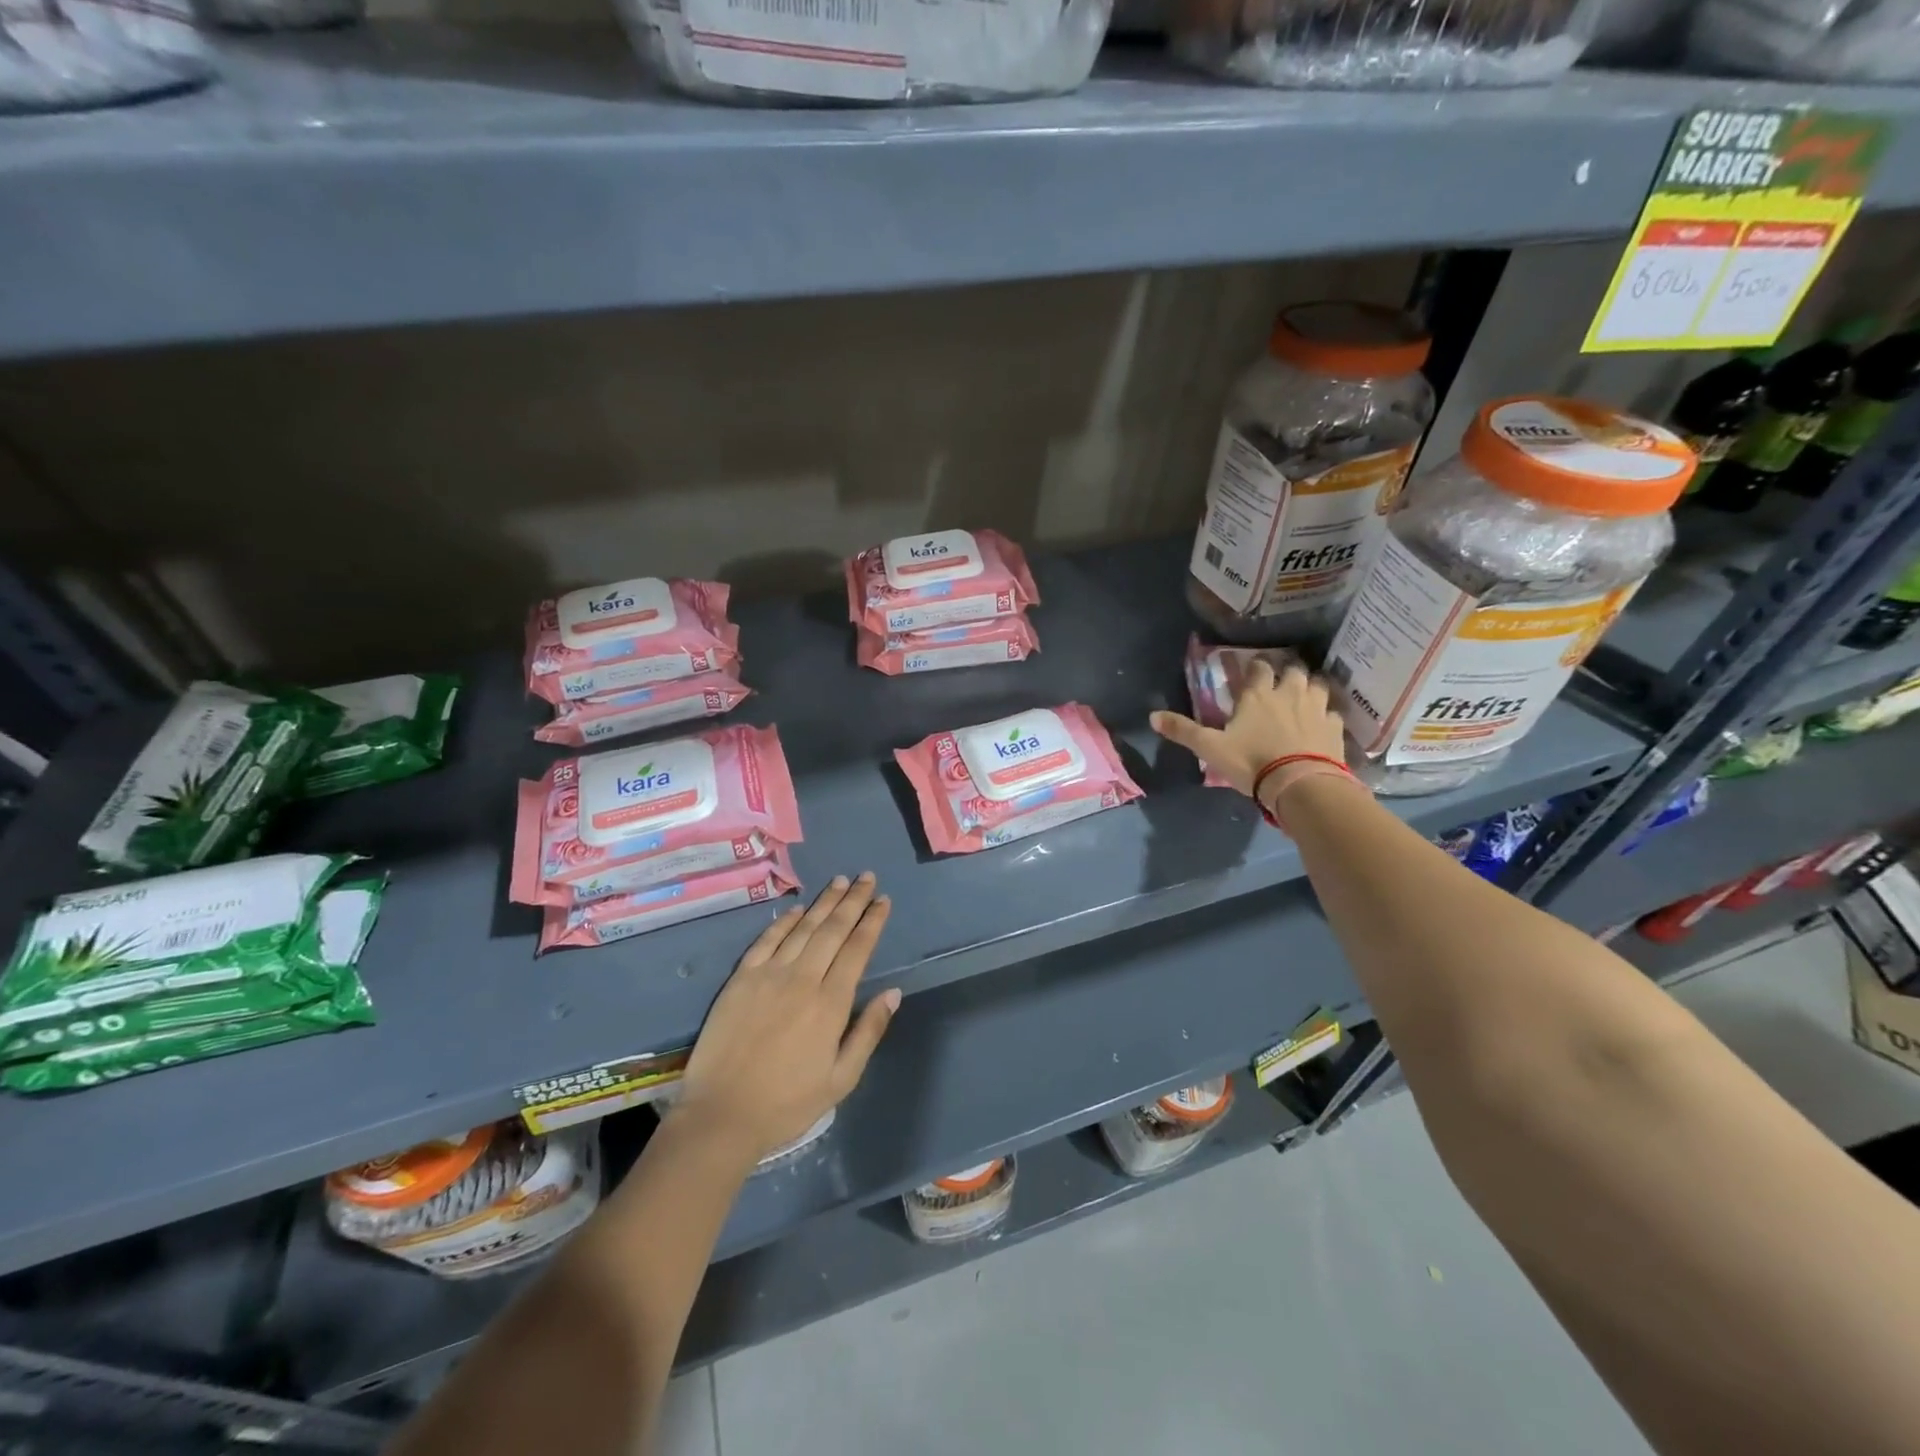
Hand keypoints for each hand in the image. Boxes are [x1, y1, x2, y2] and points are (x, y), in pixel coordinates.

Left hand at [674, 874, 897, 1164]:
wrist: (721, 1115)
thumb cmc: (788, 1103)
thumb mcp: (841, 1079)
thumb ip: (869, 1031)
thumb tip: (893, 992)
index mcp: (831, 1003)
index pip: (858, 949)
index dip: (872, 921)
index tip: (883, 900)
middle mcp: (803, 979)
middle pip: (833, 930)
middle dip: (853, 900)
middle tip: (866, 877)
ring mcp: (769, 975)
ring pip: (803, 928)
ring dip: (823, 903)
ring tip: (839, 881)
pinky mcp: (741, 979)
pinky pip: (766, 940)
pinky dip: (784, 921)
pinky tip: (797, 909)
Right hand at [1150, 658, 1348, 798]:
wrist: (1300, 785)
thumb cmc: (1251, 762)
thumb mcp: (1210, 748)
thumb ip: (1183, 731)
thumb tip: (1152, 716)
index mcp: (1258, 694)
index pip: (1258, 667)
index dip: (1255, 667)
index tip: (1251, 672)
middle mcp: (1289, 693)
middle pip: (1292, 670)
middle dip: (1286, 672)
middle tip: (1279, 682)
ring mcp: (1316, 709)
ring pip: (1317, 685)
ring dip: (1310, 688)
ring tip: (1304, 697)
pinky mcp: (1335, 728)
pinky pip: (1333, 713)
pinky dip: (1327, 715)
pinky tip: (1322, 724)